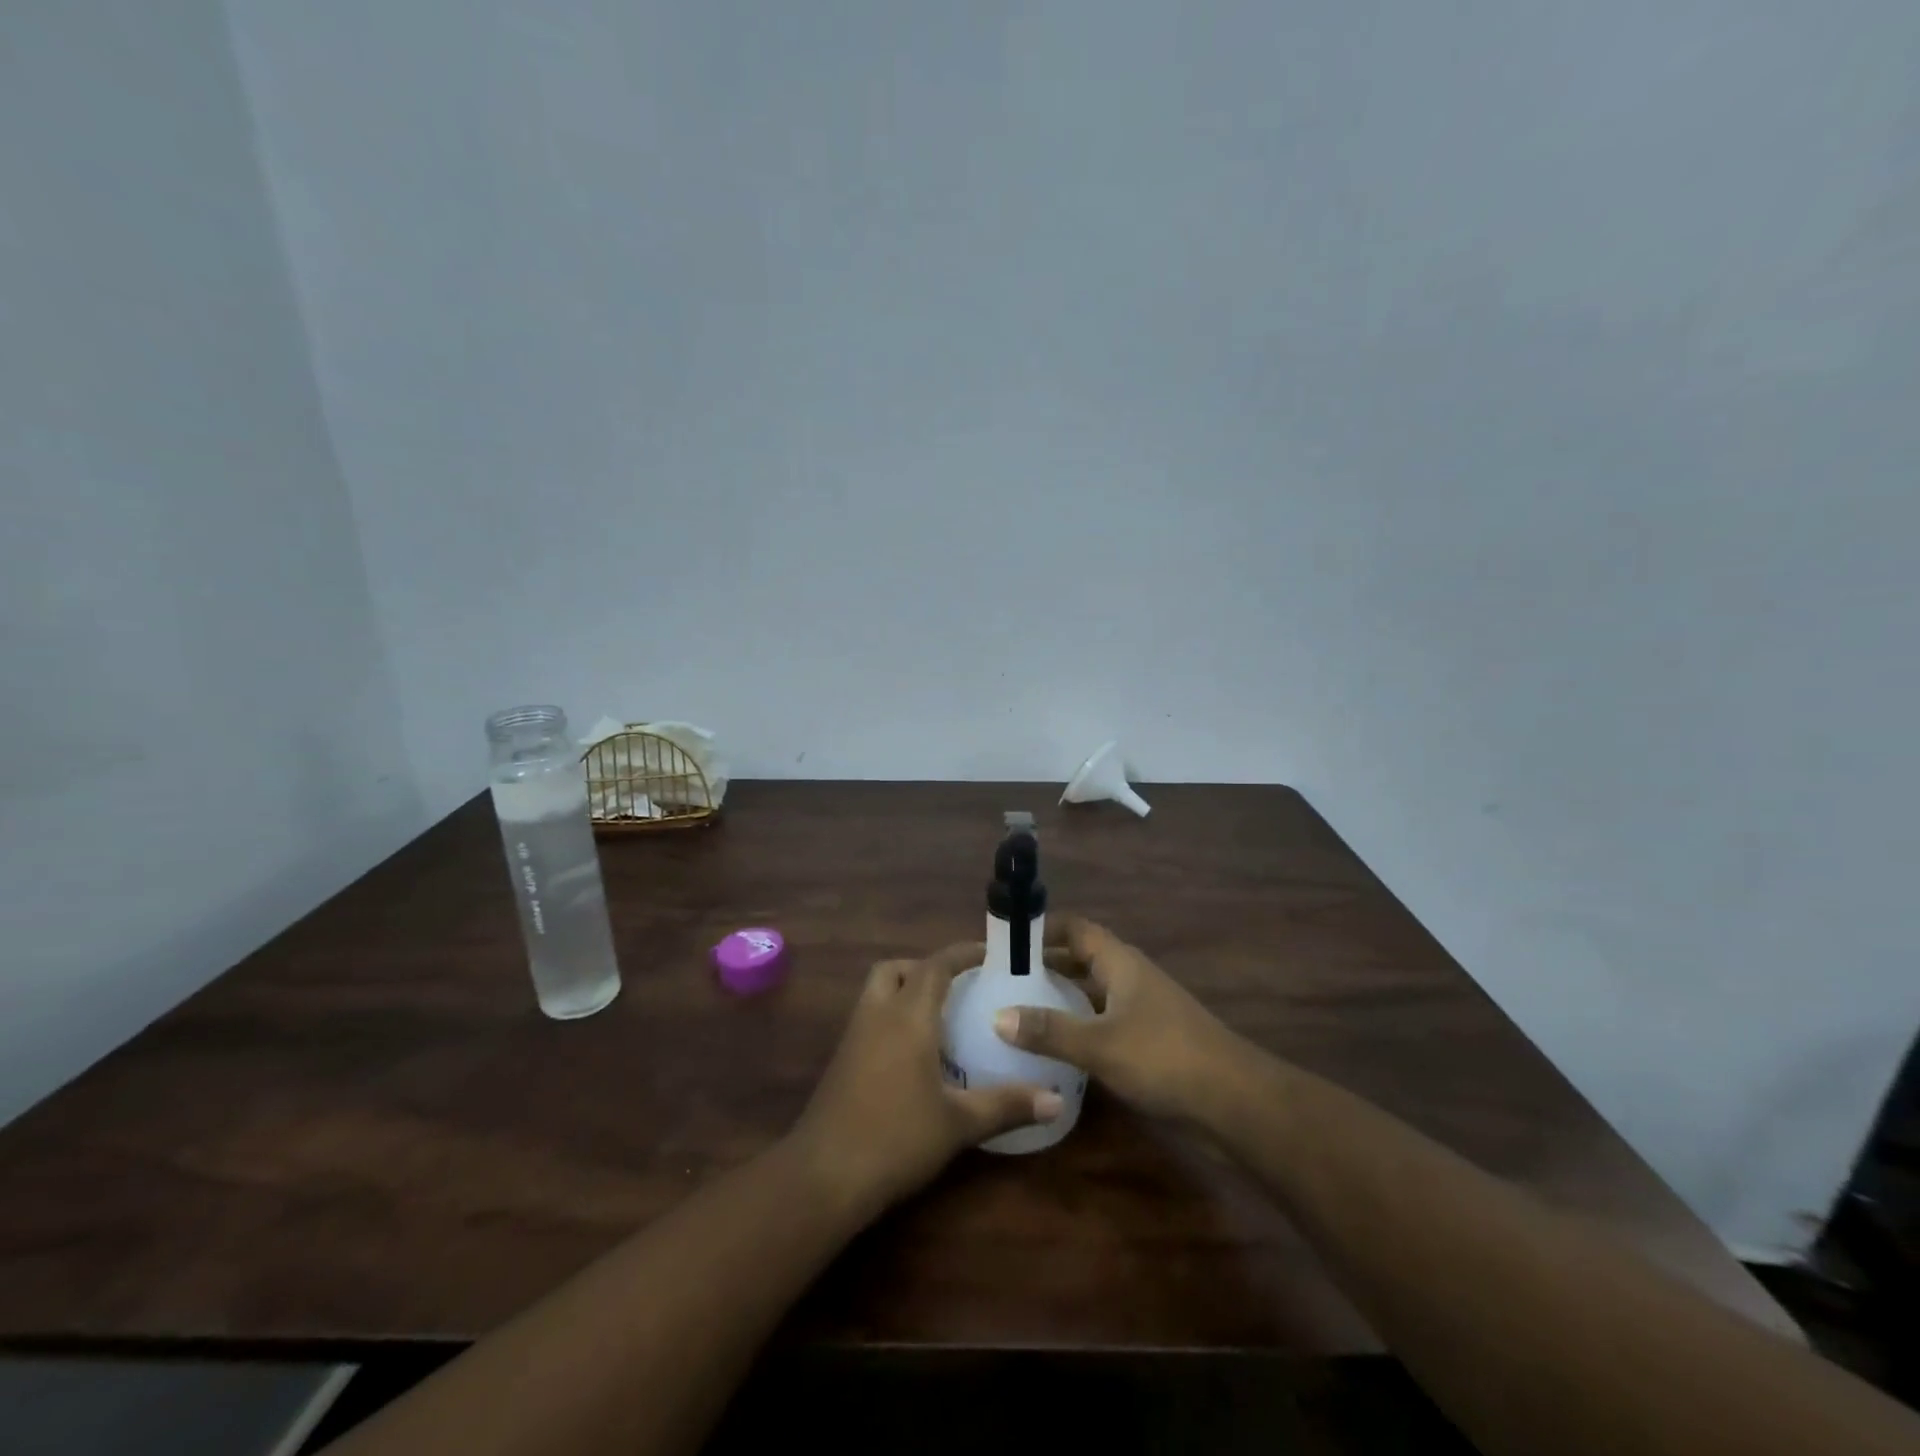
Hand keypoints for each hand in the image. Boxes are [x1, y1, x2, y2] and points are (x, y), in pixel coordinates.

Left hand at [789, 942, 1061, 1219]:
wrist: (823, 1175)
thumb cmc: (896, 1138)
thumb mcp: (959, 1123)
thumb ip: (1007, 1105)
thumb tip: (1056, 1101)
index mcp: (908, 1016)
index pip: (936, 965)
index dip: (963, 954)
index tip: (990, 954)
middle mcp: (878, 1014)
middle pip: (897, 969)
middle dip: (927, 968)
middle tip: (958, 987)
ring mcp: (854, 1036)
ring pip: (878, 991)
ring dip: (905, 990)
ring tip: (940, 1017)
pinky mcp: (841, 1059)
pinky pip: (869, 1017)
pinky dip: (892, 1017)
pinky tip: (914, 1053)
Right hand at [994, 915, 1244, 1121]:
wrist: (1233, 1101)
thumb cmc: (1164, 1057)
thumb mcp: (1100, 1044)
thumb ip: (1049, 1031)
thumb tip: (997, 1016)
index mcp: (1120, 963)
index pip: (1076, 928)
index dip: (1043, 928)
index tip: (1005, 941)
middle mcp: (1130, 978)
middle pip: (1081, 959)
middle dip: (1045, 965)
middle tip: (1002, 979)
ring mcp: (1142, 1010)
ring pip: (1092, 993)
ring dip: (1061, 997)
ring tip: (1018, 1011)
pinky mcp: (1149, 1040)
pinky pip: (1103, 1021)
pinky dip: (1078, 1026)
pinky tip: (1056, 1048)